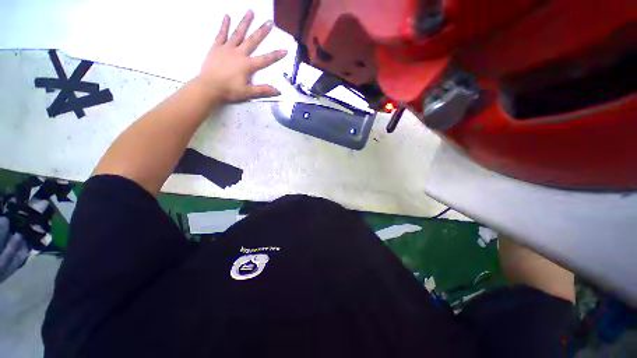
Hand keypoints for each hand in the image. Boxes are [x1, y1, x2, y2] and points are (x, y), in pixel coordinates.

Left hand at [194, 10, 287, 103]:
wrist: (209, 87)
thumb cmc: (229, 91)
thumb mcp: (248, 93)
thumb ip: (263, 90)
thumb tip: (278, 92)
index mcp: (247, 65)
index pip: (265, 59)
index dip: (276, 55)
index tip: (285, 50)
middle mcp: (239, 53)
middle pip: (252, 41)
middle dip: (262, 31)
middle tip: (269, 21)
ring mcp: (227, 48)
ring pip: (238, 33)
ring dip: (245, 22)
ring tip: (251, 11)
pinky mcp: (216, 47)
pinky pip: (221, 34)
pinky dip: (224, 25)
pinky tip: (227, 16)